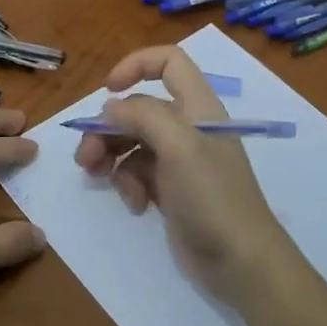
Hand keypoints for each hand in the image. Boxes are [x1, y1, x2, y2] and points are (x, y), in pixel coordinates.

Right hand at [73, 46, 289, 302]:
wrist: (241, 263)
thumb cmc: (212, 196)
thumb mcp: (178, 146)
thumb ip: (142, 115)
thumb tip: (111, 107)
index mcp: (197, 106)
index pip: (168, 61)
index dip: (136, 65)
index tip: (109, 90)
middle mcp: (188, 126)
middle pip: (138, 107)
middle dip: (108, 127)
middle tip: (85, 156)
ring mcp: (179, 159)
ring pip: (132, 141)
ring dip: (111, 155)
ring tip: (97, 177)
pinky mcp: (171, 189)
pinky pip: (138, 172)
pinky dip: (129, 183)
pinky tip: (136, 205)